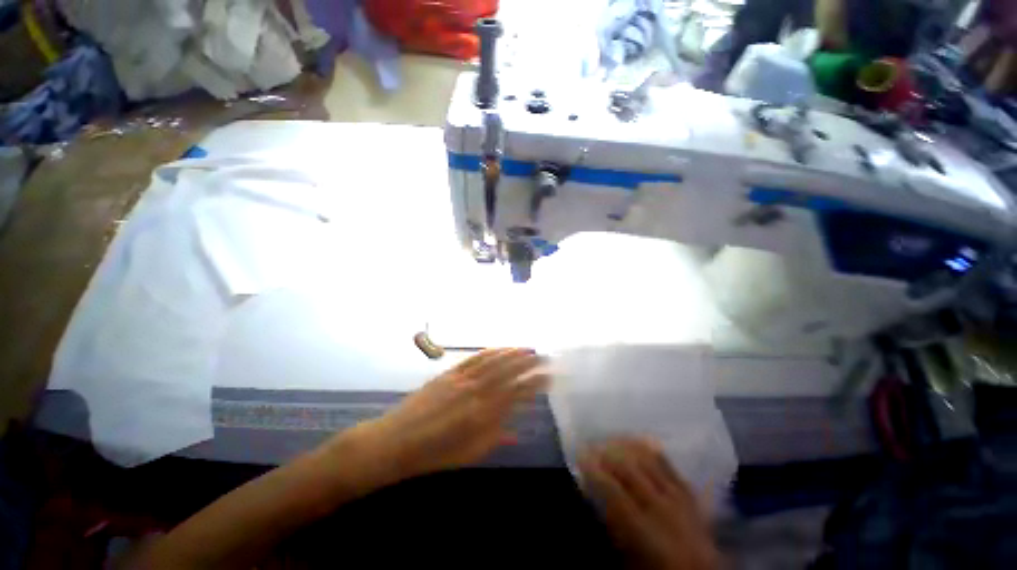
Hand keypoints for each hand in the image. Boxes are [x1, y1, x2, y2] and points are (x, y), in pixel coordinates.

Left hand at [353, 348, 547, 480]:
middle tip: (545, 357)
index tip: (550, 377)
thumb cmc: (434, 455)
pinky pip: (474, 358)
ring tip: (528, 349)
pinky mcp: (450, 373)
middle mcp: (476, 391)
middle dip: (530, 363)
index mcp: (483, 414)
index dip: (535, 384)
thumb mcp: (469, 454)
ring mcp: (462, 379)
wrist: (396, 442)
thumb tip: (516, 431)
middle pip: (508, 372)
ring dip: (513, 353)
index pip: (517, 393)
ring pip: (493, 361)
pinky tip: (501, 349)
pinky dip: (490, 352)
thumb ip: (495, 437)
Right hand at [580, 439, 717, 569]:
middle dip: (606, 453)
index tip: (579, 456)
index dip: (594, 470)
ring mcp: (680, 497)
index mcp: (646, 531)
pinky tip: (636, 441)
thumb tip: (590, 488)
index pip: (613, 491)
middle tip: (590, 445)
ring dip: (625, 446)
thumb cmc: (655, 568)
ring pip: (648, 459)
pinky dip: (648, 448)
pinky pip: (667, 461)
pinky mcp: (689, 491)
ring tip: (609, 440)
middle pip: (630, 468)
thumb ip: (610, 522)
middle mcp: (664, 509)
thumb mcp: (627, 558)